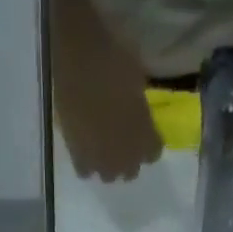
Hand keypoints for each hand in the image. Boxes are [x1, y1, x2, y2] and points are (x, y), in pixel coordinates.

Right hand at [53, 18, 161, 181]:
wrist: (78, 56)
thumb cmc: (115, 59)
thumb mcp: (139, 82)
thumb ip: (140, 107)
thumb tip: (137, 112)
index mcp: (147, 139)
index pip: (153, 152)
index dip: (149, 141)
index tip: (144, 130)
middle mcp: (127, 158)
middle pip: (131, 170)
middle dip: (128, 156)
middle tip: (120, 137)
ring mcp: (102, 162)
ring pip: (109, 175)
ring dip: (107, 162)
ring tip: (101, 144)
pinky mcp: (79, 158)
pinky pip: (86, 171)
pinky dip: (87, 161)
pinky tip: (84, 145)